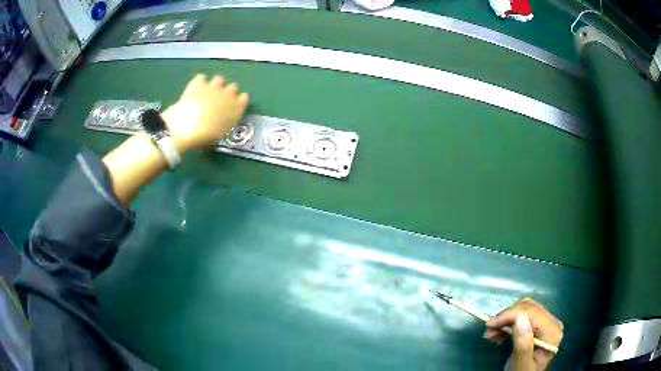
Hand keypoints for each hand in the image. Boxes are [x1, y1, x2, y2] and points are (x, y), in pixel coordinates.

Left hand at [161, 74, 249, 151]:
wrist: (188, 128)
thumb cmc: (206, 137)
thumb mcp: (221, 133)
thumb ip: (226, 122)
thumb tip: (222, 119)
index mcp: (237, 107)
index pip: (244, 98)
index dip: (238, 101)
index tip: (232, 106)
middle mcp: (229, 93)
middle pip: (233, 87)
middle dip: (227, 92)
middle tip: (218, 101)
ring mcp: (214, 86)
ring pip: (219, 79)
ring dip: (214, 85)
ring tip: (206, 94)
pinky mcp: (199, 83)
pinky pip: (201, 78)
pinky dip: (199, 83)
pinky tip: (195, 90)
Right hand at [483, 297, 563, 370]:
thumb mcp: (521, 364)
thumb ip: (523, 345)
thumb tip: (520, 319)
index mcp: (552, 332)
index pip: (532, 313)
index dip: (510, 315)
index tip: (488, 325)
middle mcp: (553, 322)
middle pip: (528, 308)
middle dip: (506, 317)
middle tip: (488, 330)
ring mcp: (547, 321)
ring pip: (524, 308)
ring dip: (506, 319)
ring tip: (490, 333)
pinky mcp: (539, 323)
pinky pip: (523, 314)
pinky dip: (509, 321)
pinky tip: (498, 333)